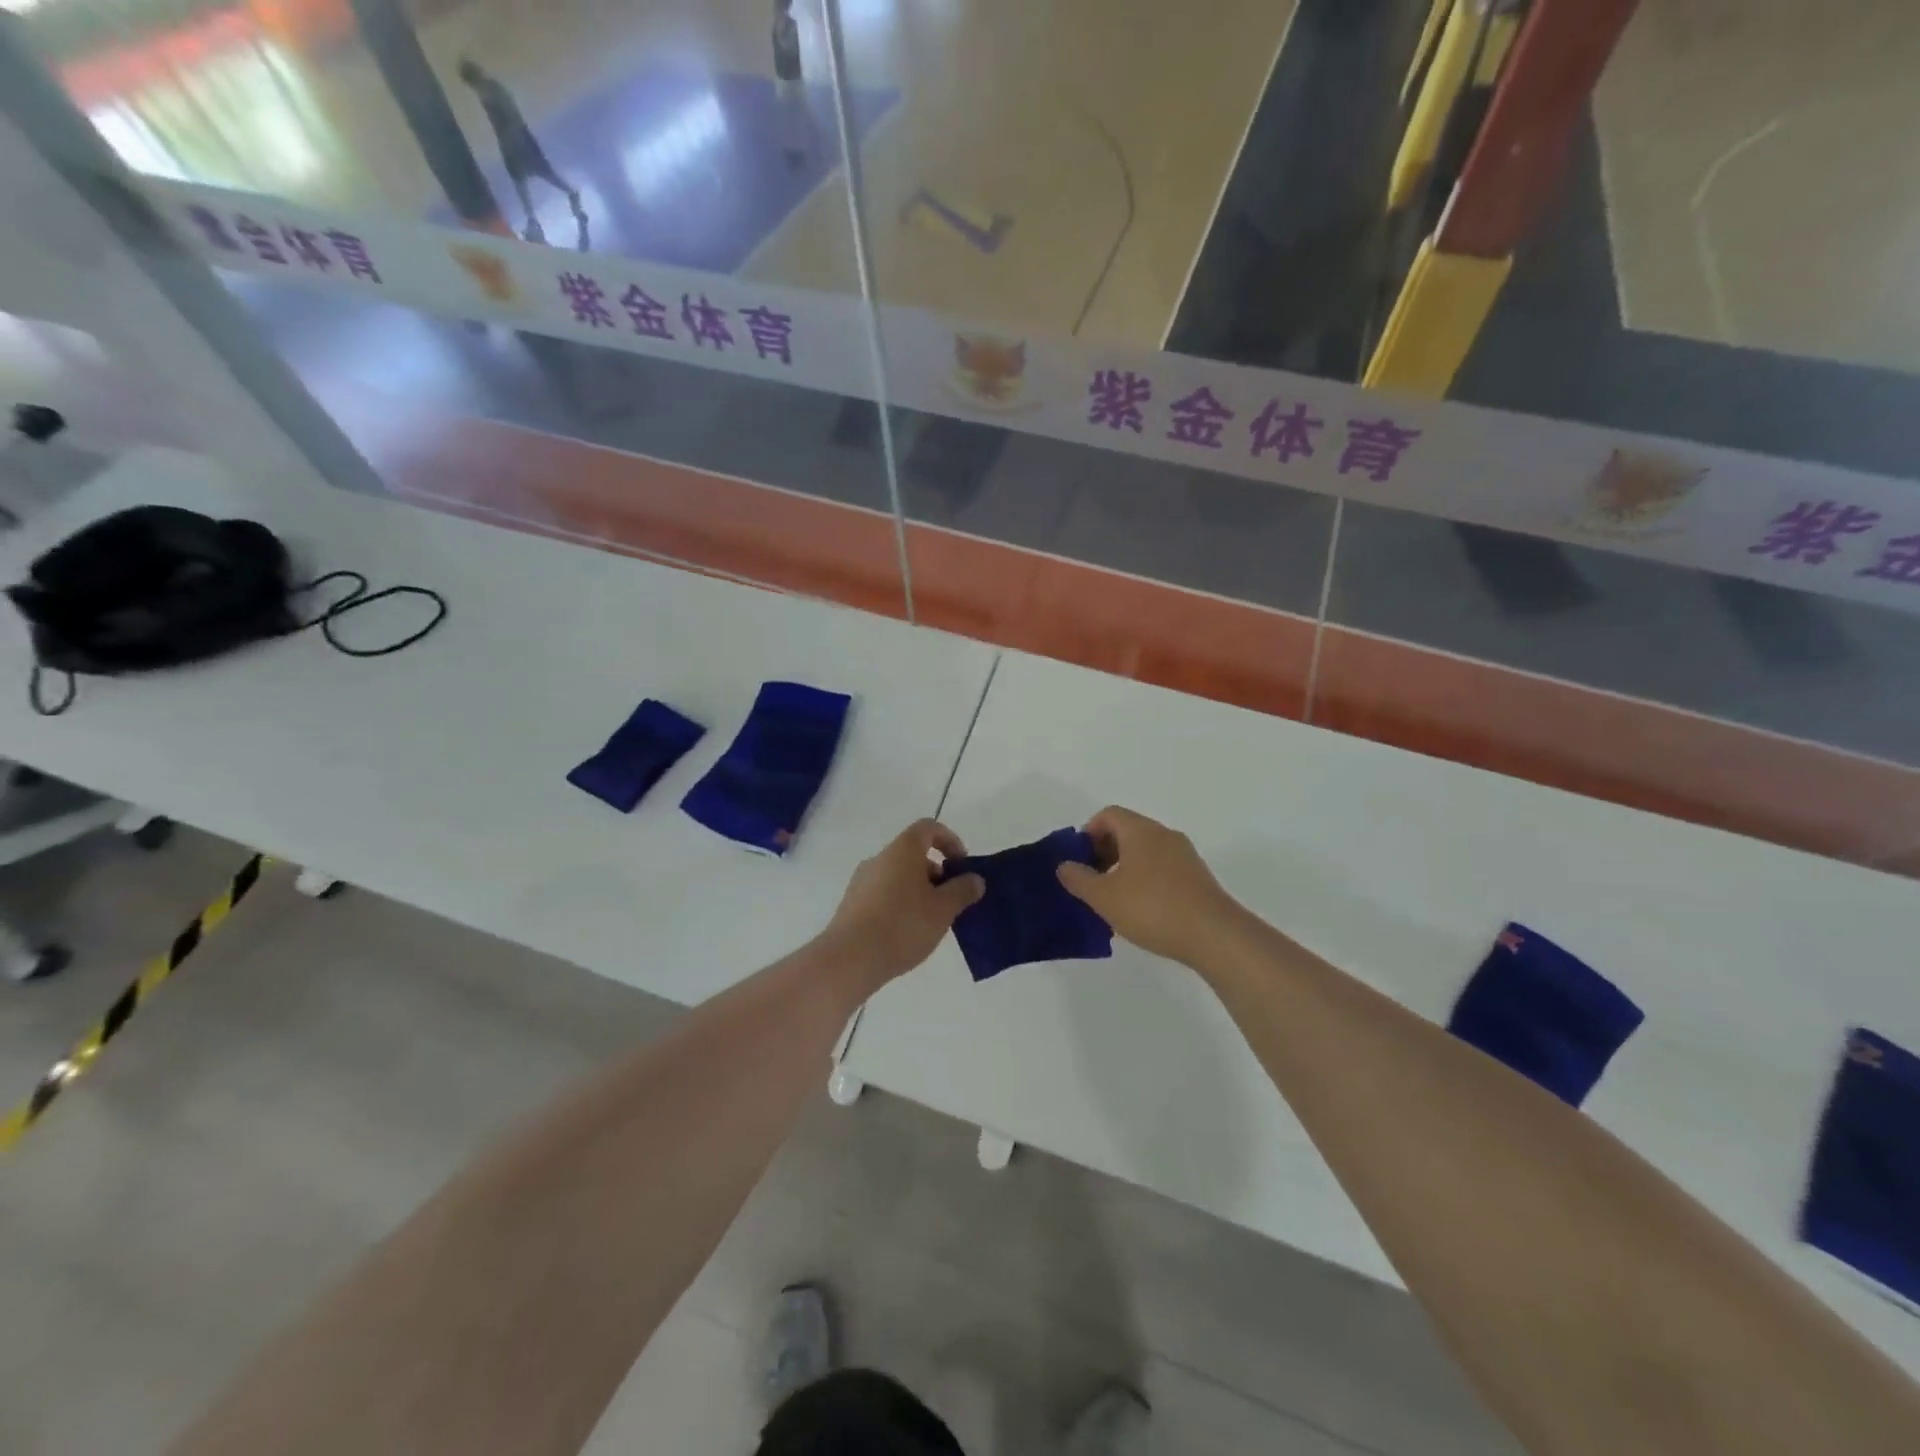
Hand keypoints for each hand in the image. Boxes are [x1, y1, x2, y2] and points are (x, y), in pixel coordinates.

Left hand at [824, 819, 983, 984]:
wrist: (850, 958)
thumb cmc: (903, 925)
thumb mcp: (943, 909)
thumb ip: (962, 890)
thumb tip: (974, 879)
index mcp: (902, 850)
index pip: (928, 828)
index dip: (949, 840)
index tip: (962, 865)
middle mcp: (879, 858)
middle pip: (913, 854)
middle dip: (936, 873)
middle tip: (950, 901)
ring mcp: (861, 881)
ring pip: (898, 876)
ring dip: (918, 890)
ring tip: (931, 922)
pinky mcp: (852, 904)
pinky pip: (883, 894)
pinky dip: (900, 904)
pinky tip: (906, 933)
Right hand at [1056, 806, 1235, 966]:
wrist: (1214, 935)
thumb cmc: (1152, 908)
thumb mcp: (1104, 896)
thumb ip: (1079, 879)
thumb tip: (1064, 865)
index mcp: (1140, 830)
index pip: (1108, 815)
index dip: (1088, 833)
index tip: (1078, 861)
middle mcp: (1164, 835)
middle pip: (1127, 831)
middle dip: (1104, 852)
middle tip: (1091, 882)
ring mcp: (1185, 856)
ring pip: (1145, 852)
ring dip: (1124, 869)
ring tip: (1113, 901)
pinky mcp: (1198, 878)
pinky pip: (1162, 869)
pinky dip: (1145, 881)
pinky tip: (1140, 912)